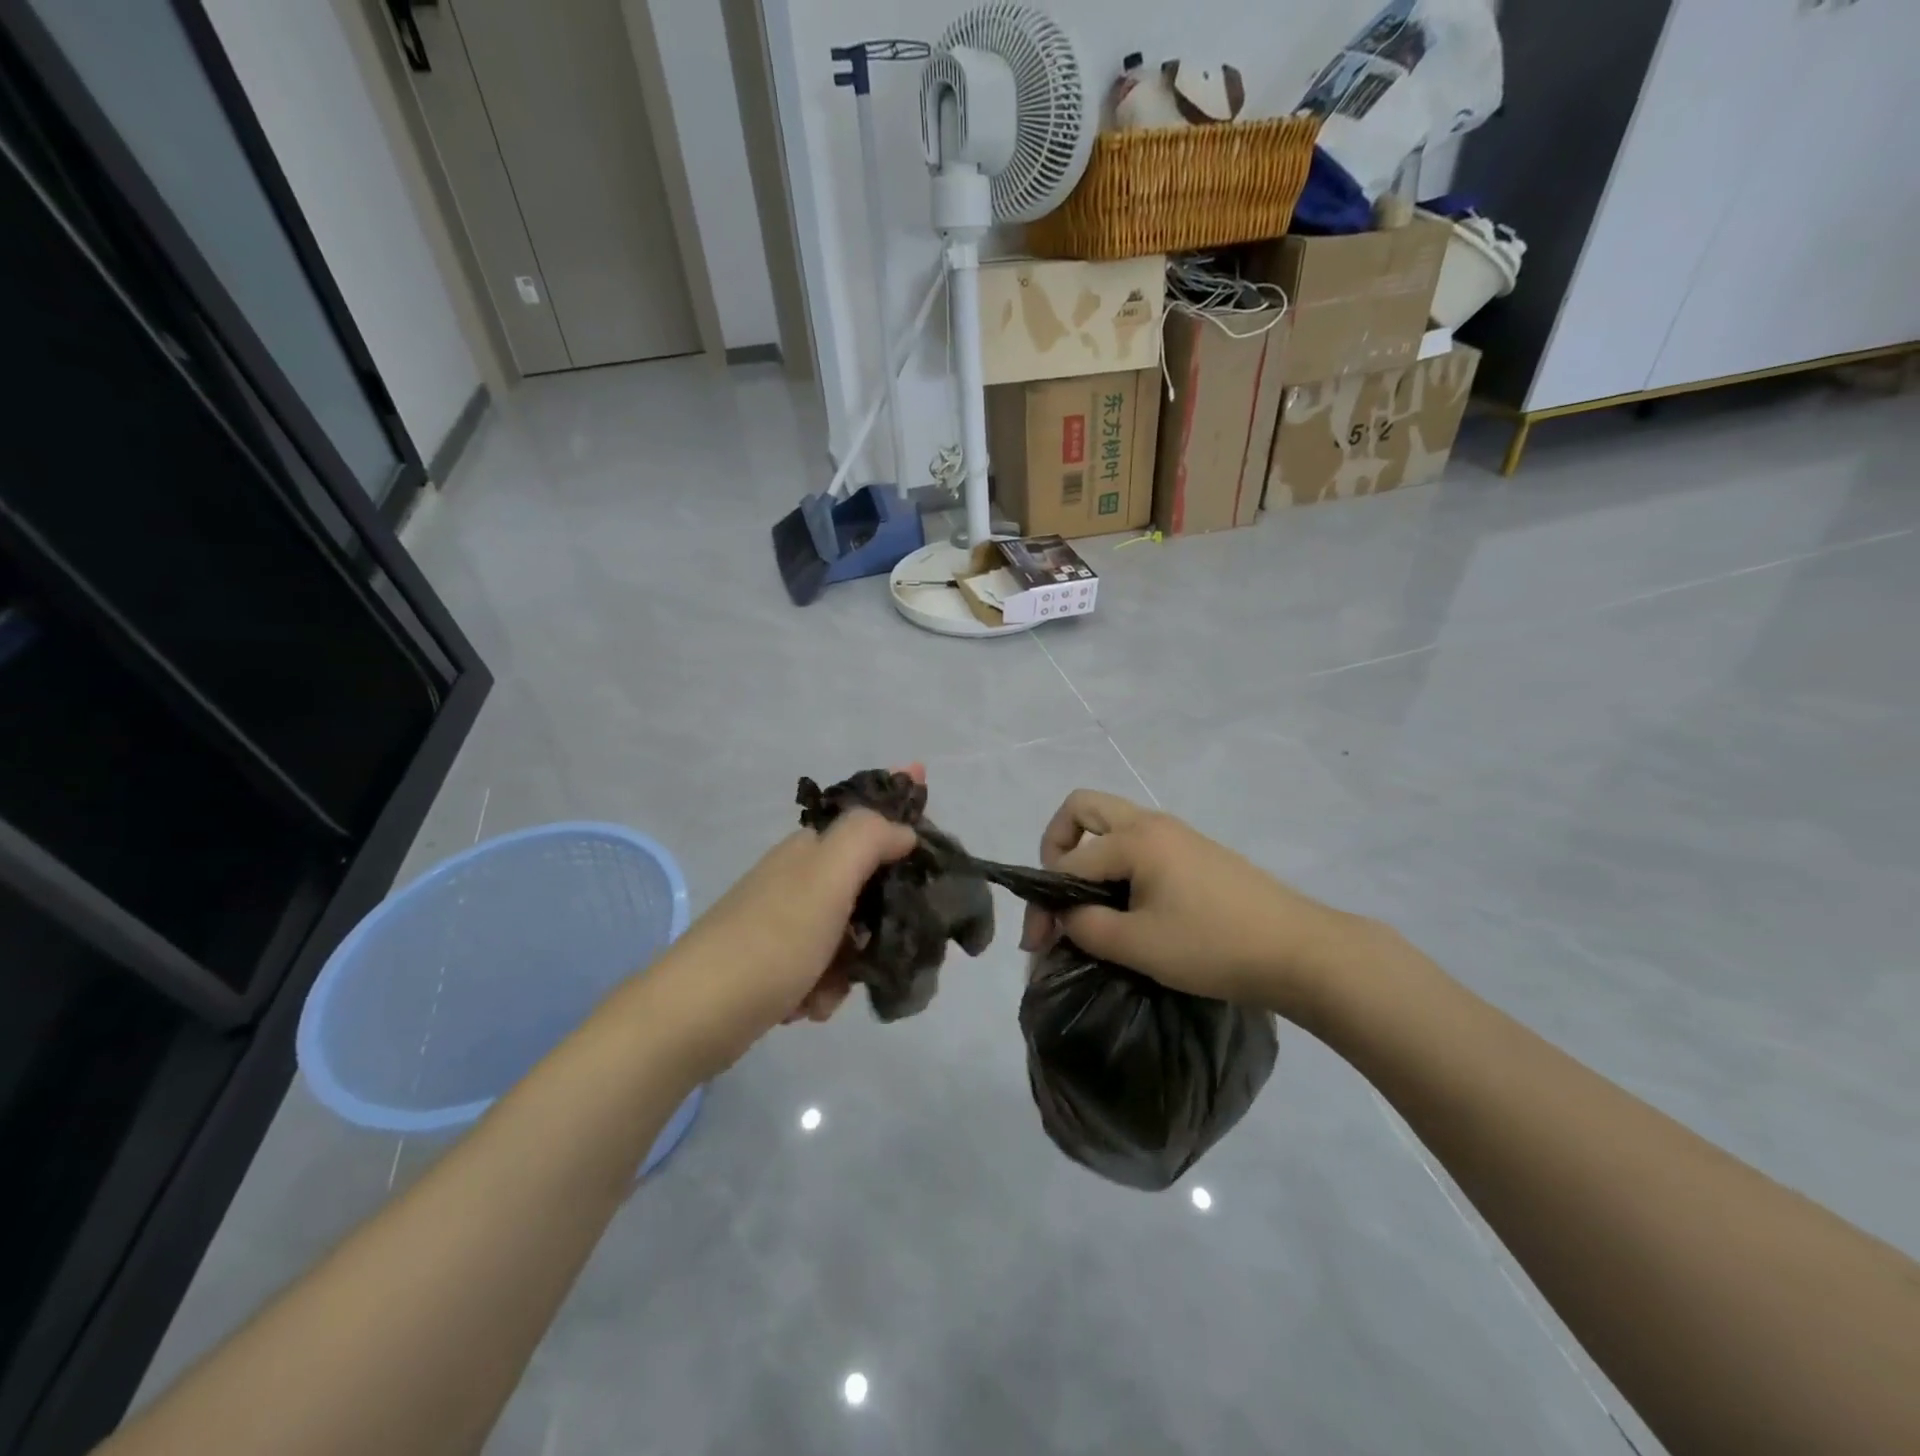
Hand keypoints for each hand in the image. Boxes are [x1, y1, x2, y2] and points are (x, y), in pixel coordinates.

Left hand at [652, 767, 921, 1072]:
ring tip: (831, 985)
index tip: (932, 828)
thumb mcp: (826, 878)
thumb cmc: (770, 940)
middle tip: (886, 941)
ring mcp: (785, 921)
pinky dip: (824, 988)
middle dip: (881, 919)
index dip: (901, 813)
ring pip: (851, 934)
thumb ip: (867, 837)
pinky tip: (807, 1005)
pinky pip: (825, 969)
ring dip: (852, 964)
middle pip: (868, 884)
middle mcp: (799, 878)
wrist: (694, 1015)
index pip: (868, 819)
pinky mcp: (776, 963)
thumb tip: (902, 828)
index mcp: (810, 849)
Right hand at [1019, 790, 1353, 1020]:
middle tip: (1062, 891)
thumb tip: (1064, 915)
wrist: (1302, 952)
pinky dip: (1117, 865)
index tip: (1039, 945)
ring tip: (1091, 906)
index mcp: (1135, 838)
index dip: (1045, 902)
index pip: (1068, 861)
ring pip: (1113, 826)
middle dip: (1058, 845)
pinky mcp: (1196, 853)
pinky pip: (1139, 844)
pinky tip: (1129, 908)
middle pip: (1084, 809)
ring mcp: (1178, 835)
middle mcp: (1152, 823)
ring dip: (1089, 856)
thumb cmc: (1214, 946)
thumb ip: (1086, 926)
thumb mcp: (1139, 945)